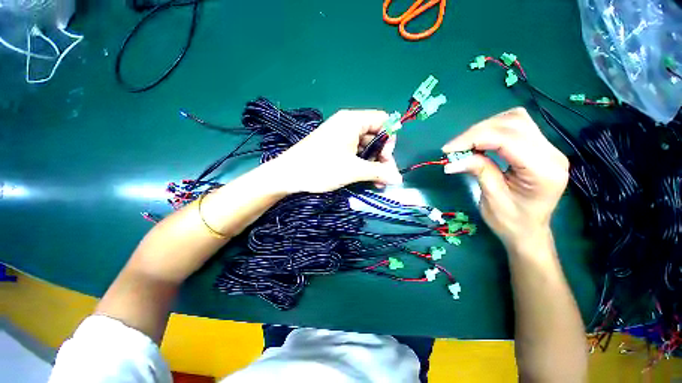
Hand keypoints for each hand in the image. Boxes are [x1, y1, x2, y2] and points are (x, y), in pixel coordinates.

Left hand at [270, 110, 402, 192]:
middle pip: (375, 136)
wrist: (288, 175)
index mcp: (352, 121)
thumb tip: (399, 179)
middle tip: (384, 177)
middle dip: (382, 157)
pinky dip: (362, 165)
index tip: (386, 159)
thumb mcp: (353, 170)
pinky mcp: (335, 148)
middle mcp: (347, 125)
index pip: (383, 121)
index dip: (389, 139)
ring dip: (373, 164)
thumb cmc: (320, 168)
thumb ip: (378, 172)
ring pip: (366, 147)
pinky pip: (355, 153)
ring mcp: (340, 137)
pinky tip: (365, 178)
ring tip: (376, 182)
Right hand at [441, 108, 568, 247]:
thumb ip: (478, 171)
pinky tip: (480, 142)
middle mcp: (552, 154)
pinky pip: (517, 127)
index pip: (508, 139)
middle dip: (477, 132)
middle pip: (513, 123)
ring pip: (515, 119)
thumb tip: (453, 159)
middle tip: (454, 148)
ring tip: (466, 144)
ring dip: (485, 128)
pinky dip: (493, 130)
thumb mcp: (492, 198)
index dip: (474, 139)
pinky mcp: (540, 148)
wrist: (529, 232)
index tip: (448, 149)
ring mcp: (548, 149)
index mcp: (543, 171)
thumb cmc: (511, 222)